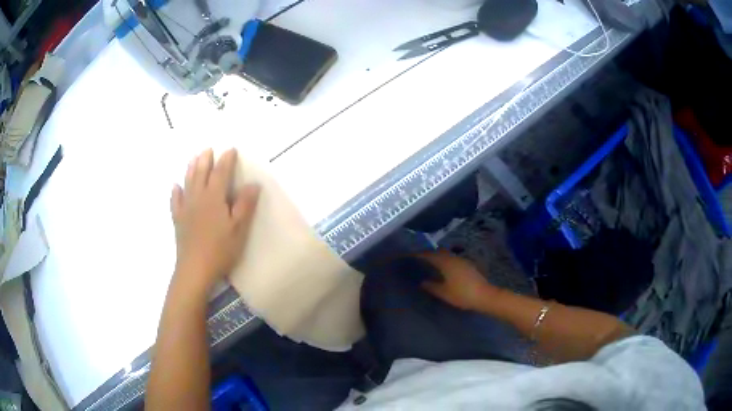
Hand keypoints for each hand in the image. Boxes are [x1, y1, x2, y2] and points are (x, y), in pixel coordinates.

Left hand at [170, 149, 259, 292]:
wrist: (195, 269)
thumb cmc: (220, 249)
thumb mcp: (239, 229)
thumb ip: (245, 205)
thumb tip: (253, 184)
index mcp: (214, 198)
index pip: (221, 173)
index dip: (226, 160)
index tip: (231, 149)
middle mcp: (198, 198)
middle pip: (201, 173)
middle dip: (205, 160)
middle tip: (208, 149)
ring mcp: (186, 208)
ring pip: (187, 183)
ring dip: (190, 169)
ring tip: (193, 158)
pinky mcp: (178, 220)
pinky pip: (175, 201)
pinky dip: (175, 192)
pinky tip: (175, 187)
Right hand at [417, 250, 498, 311]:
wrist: (484, 296)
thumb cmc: (462, 294)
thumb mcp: (444, 293)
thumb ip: (432, 286)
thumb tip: (422, 282)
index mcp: (445, 262)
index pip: (429, 255)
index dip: (419, 255)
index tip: (411, 255)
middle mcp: (453, 258)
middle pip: (439, 252)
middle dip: (429, 254)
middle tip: (419, 259)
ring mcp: (462, 261)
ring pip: (447, 255)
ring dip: (438, 257)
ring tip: (430, 264)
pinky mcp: (468, 266)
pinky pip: (452, 260)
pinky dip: (445, 262)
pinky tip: (444, 270)